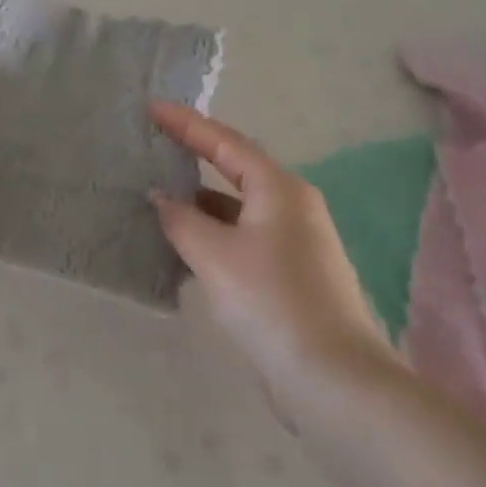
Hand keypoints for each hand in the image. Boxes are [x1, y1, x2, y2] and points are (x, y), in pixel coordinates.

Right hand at [149, 100, 388, 393]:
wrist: (334, 377)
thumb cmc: (272, 301)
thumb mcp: (215, 255)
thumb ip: (181, 220)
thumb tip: (160, 197)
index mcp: (279, 188)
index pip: (225, 142)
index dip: (186, 123)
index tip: (151, 108)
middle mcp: (293, 205)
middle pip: (236, 169)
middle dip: (195, 156)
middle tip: (155, 145)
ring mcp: (297, 241)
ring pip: (240, 207)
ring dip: (202, 201)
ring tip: (160, 197)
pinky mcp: (294, 274)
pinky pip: (245, 237)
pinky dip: (215, 233)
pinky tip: (187, 248)